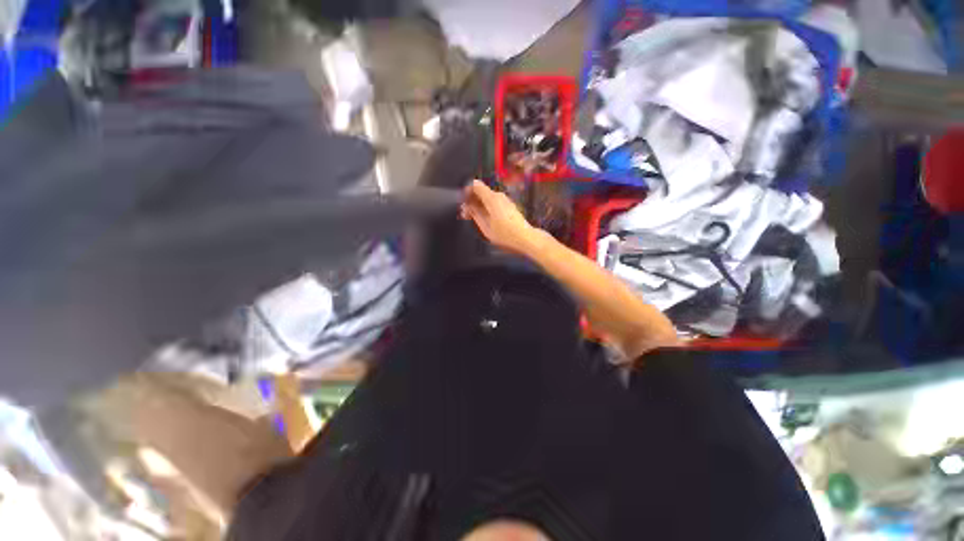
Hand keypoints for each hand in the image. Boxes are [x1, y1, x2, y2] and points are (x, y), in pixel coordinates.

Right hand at [461, 180, 541, 255]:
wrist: (526, 239)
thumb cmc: (506, 234)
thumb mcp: (485, 226)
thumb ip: (475, 213)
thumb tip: (467, 205)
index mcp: (491, 198)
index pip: (475, 185)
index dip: (466, 192)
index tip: (463, 203)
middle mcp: (499, 196)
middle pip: (481, 192)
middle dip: (471, 201)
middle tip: (466, 214)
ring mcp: (505, 200)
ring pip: (487, 198)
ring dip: (479, 206)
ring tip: (474, 219)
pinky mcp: (509, 206)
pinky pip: (494, 203)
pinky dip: (487, 208)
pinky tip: (485, 220)